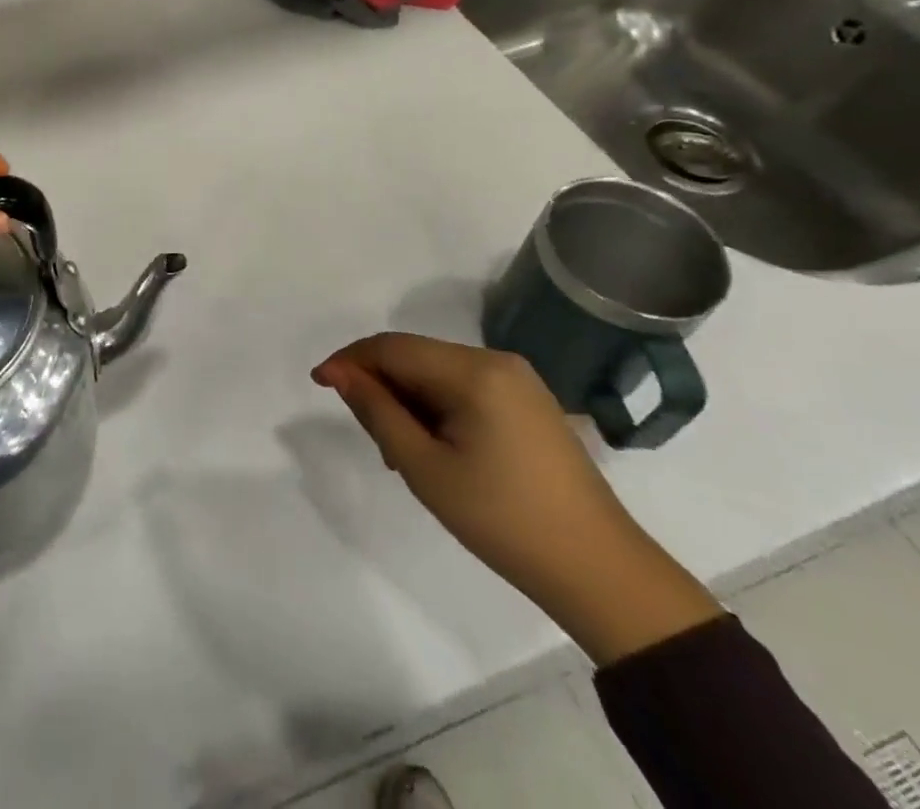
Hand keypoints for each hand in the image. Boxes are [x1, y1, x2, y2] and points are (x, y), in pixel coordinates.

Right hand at [313, 334, 721, 664]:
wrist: (600, 572)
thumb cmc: (503, 520)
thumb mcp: (425, 468)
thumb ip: (377, 411)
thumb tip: (338, 372)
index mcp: (474, 371)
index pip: (393, 348)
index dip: (351, 360)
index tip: (318, 383)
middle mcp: (497, 361)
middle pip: (416, 357)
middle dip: (381, 385)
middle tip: (368, 436)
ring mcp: (519, 380)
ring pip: (438, 373)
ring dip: (408, 400)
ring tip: (400, 452)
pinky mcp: (529, 402)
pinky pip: (465, 388)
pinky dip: (437, 408)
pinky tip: (435, 448)